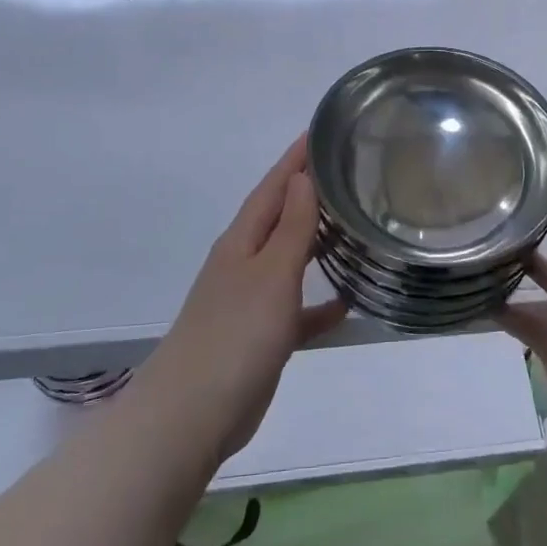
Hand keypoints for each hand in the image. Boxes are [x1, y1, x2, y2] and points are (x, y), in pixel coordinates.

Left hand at [140, 137, 345, 460]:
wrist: (192, 415)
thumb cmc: (236, 334)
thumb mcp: (271, 273)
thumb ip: (291, 226)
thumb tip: (302, 177)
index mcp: (243, 241)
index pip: (273, 187)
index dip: (296, 159)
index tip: (322, 131)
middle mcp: (244, 262)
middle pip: (280, 217)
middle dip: (309, 194)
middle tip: (349, 172)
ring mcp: (250, 300)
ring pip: (289, 259)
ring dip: (316, 243)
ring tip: (354, 227)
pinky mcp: (260, 336)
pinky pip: (296, 308)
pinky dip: (318, 302)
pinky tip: (347, 303)